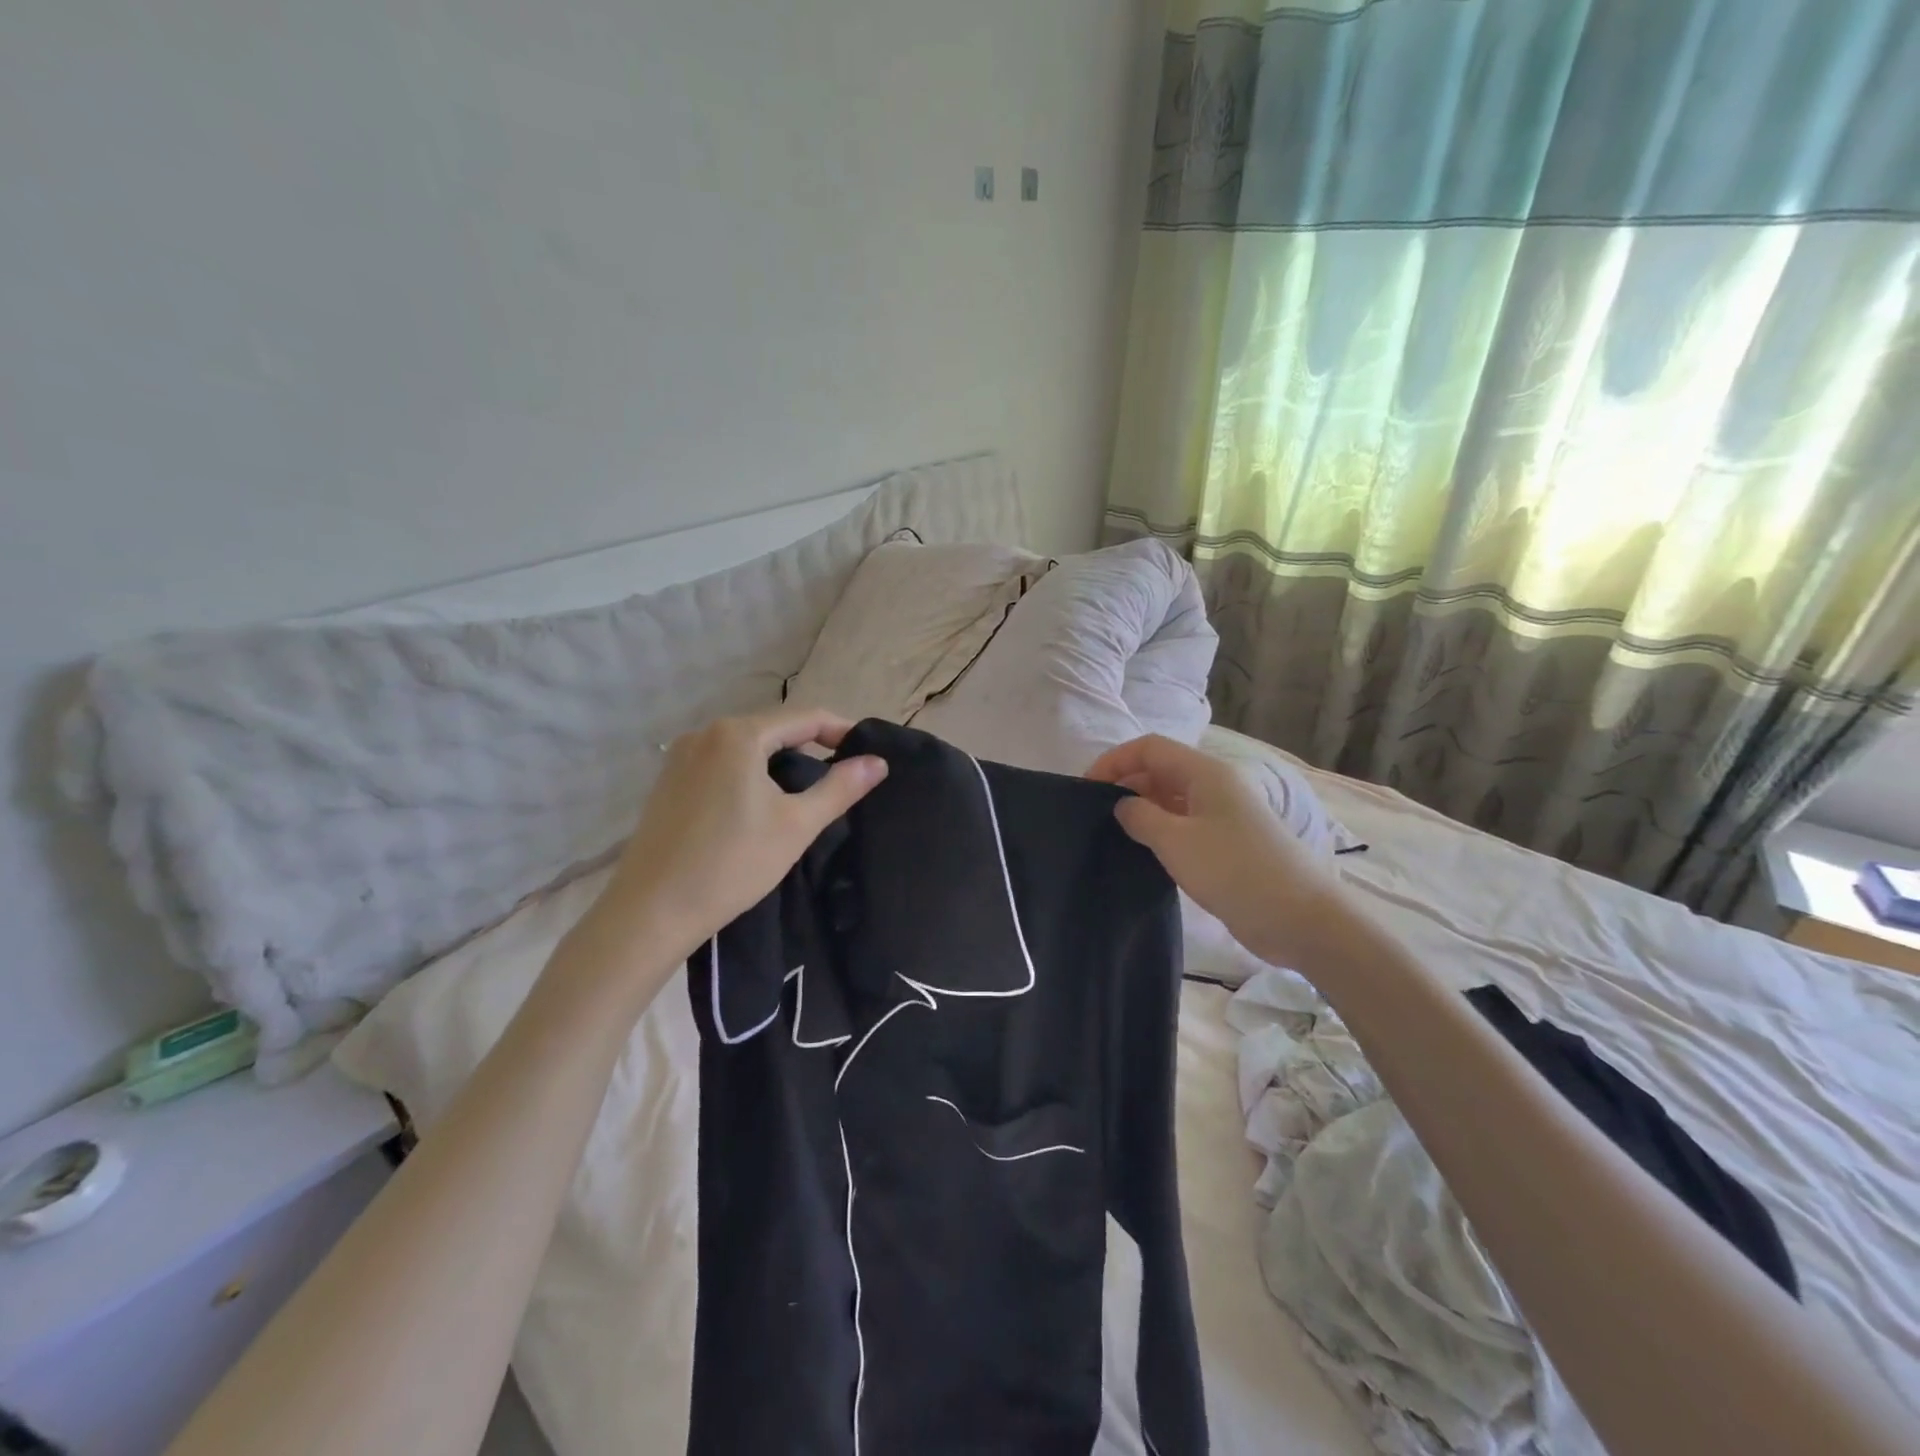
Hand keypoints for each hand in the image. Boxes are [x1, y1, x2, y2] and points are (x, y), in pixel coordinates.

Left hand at [581, 706, 887, 976]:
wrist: (651, 912)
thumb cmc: (731, 864)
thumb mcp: (796, 825)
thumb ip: (840, 788)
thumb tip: (878, 762)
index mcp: (738, 734)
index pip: (805, 717)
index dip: (842, 731)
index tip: (868, 753)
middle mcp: (705, 733)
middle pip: (773, 727)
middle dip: (812, 745)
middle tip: (843, 774)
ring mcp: (680, 756)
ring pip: (746, 745)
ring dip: (780, 759)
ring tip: (807, 789)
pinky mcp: (668, 780)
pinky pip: (721, 762)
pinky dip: (750, 771)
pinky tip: (760, 802)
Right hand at [1087, 734, 1344, 968]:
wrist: (1300, 918)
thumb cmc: (1234, 870)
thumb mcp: (1176, 841)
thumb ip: (1140, 816)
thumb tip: (1122, 805)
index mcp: (1205, 773)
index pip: (1149, 748)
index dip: (1114, 761)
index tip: (1086, 789)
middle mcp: (1215, 786)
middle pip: (1160, 769)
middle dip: (1125, 784)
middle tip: (1095, 815)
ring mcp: (1224, 815)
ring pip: (1172, 798)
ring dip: (1142, 809)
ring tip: (1113, 833)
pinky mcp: (1227, 843)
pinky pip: (1184, 823)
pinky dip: (1160, 829)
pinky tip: (1143, 851)